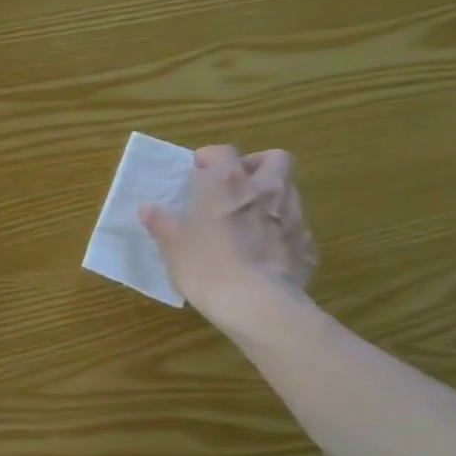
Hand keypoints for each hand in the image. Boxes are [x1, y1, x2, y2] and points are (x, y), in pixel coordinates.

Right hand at [141, 145, 317, 330]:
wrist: (255, 303)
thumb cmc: (206, 265)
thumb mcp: (173, 245)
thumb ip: (161, 223)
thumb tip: (147, 209)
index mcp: (229, 183)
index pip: (223, 152)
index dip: (210, 157)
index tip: (198, 170)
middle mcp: (267, 190)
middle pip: (274, 159)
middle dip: (257, 165)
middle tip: (237, 184)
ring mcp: (293, 217)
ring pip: (289, 192)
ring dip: (272, 198)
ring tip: (251, 220)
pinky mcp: (307, 246)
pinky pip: (296, 229)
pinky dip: (282, 233)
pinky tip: (267, 253)